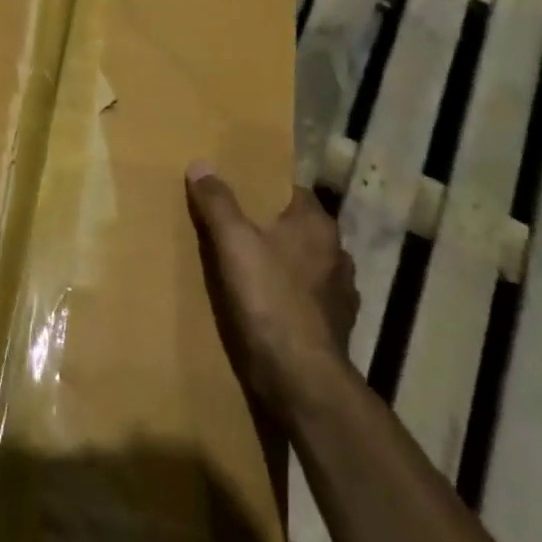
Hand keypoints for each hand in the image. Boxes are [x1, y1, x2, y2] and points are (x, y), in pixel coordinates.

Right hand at [186, 164, 358, 422]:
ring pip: (306, 265)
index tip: (239, 192)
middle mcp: (337, 253)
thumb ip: (218, 202)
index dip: (266, 189)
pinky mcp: (335, 327)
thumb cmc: (269, 298)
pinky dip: (290, 297)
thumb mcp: (233, 242)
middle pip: (299, 228)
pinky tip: (267, 305)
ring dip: (283, 264)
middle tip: (235, 228)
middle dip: (272, 228)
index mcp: (317, 225)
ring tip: (249, 268)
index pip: (294, 191)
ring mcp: (340, 293)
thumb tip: (201, 163)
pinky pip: (308, 300)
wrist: (301, 377)